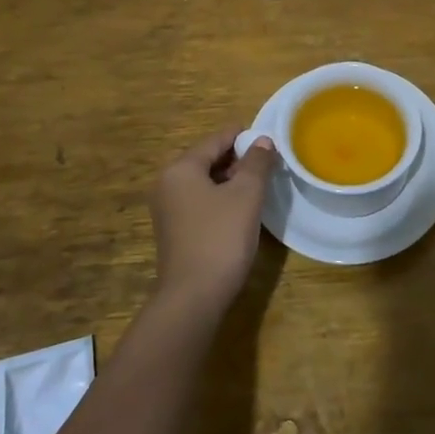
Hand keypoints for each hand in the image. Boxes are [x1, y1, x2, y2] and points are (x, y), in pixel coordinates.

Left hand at [149, 130, 277, 319]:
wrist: (193, 297)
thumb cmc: (221, 237)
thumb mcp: (246, 195)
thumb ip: (256, 163)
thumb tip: (263, 141)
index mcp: (180, 168)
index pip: (214, 140)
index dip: (242, 136)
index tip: (267, 137)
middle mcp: (167, 183)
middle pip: (206, 159)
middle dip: (237, 159)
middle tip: (267, 162)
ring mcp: (167, 209)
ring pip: (203, 182)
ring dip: (230, 179)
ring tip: (259, 183)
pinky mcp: (174, 230)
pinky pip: (199, 201)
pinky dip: (219, 197)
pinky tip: (241, 207)